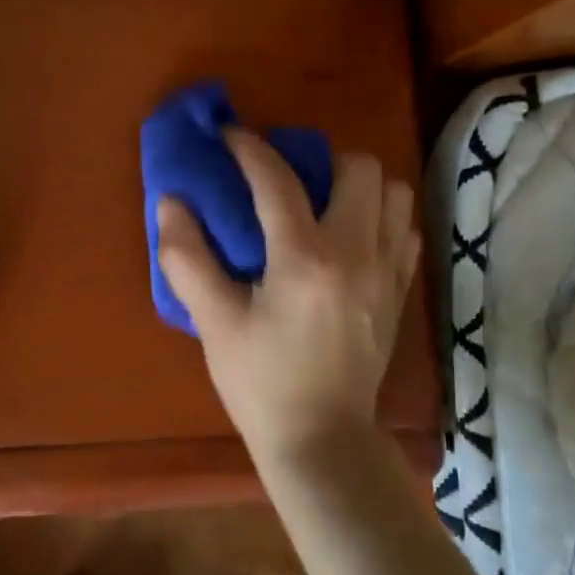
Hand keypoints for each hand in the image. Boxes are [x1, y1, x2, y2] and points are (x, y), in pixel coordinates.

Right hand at [157, 129, 418, 461]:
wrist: (321, 439)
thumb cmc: (260, 382)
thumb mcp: (214, 322)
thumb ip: (188, 257)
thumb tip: (171, 202)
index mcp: (304, 259)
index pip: (278, 180)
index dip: (249, 148)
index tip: (229, 135)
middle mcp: (356, 253)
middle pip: (358, 168)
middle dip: (318, 159)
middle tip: (284, 179)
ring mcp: (387, 272)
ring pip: (393, 193)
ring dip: (357, 186)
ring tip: (322, 204)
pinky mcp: (399, 292)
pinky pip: (404, 230)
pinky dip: (380, 218)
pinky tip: (349, 238)